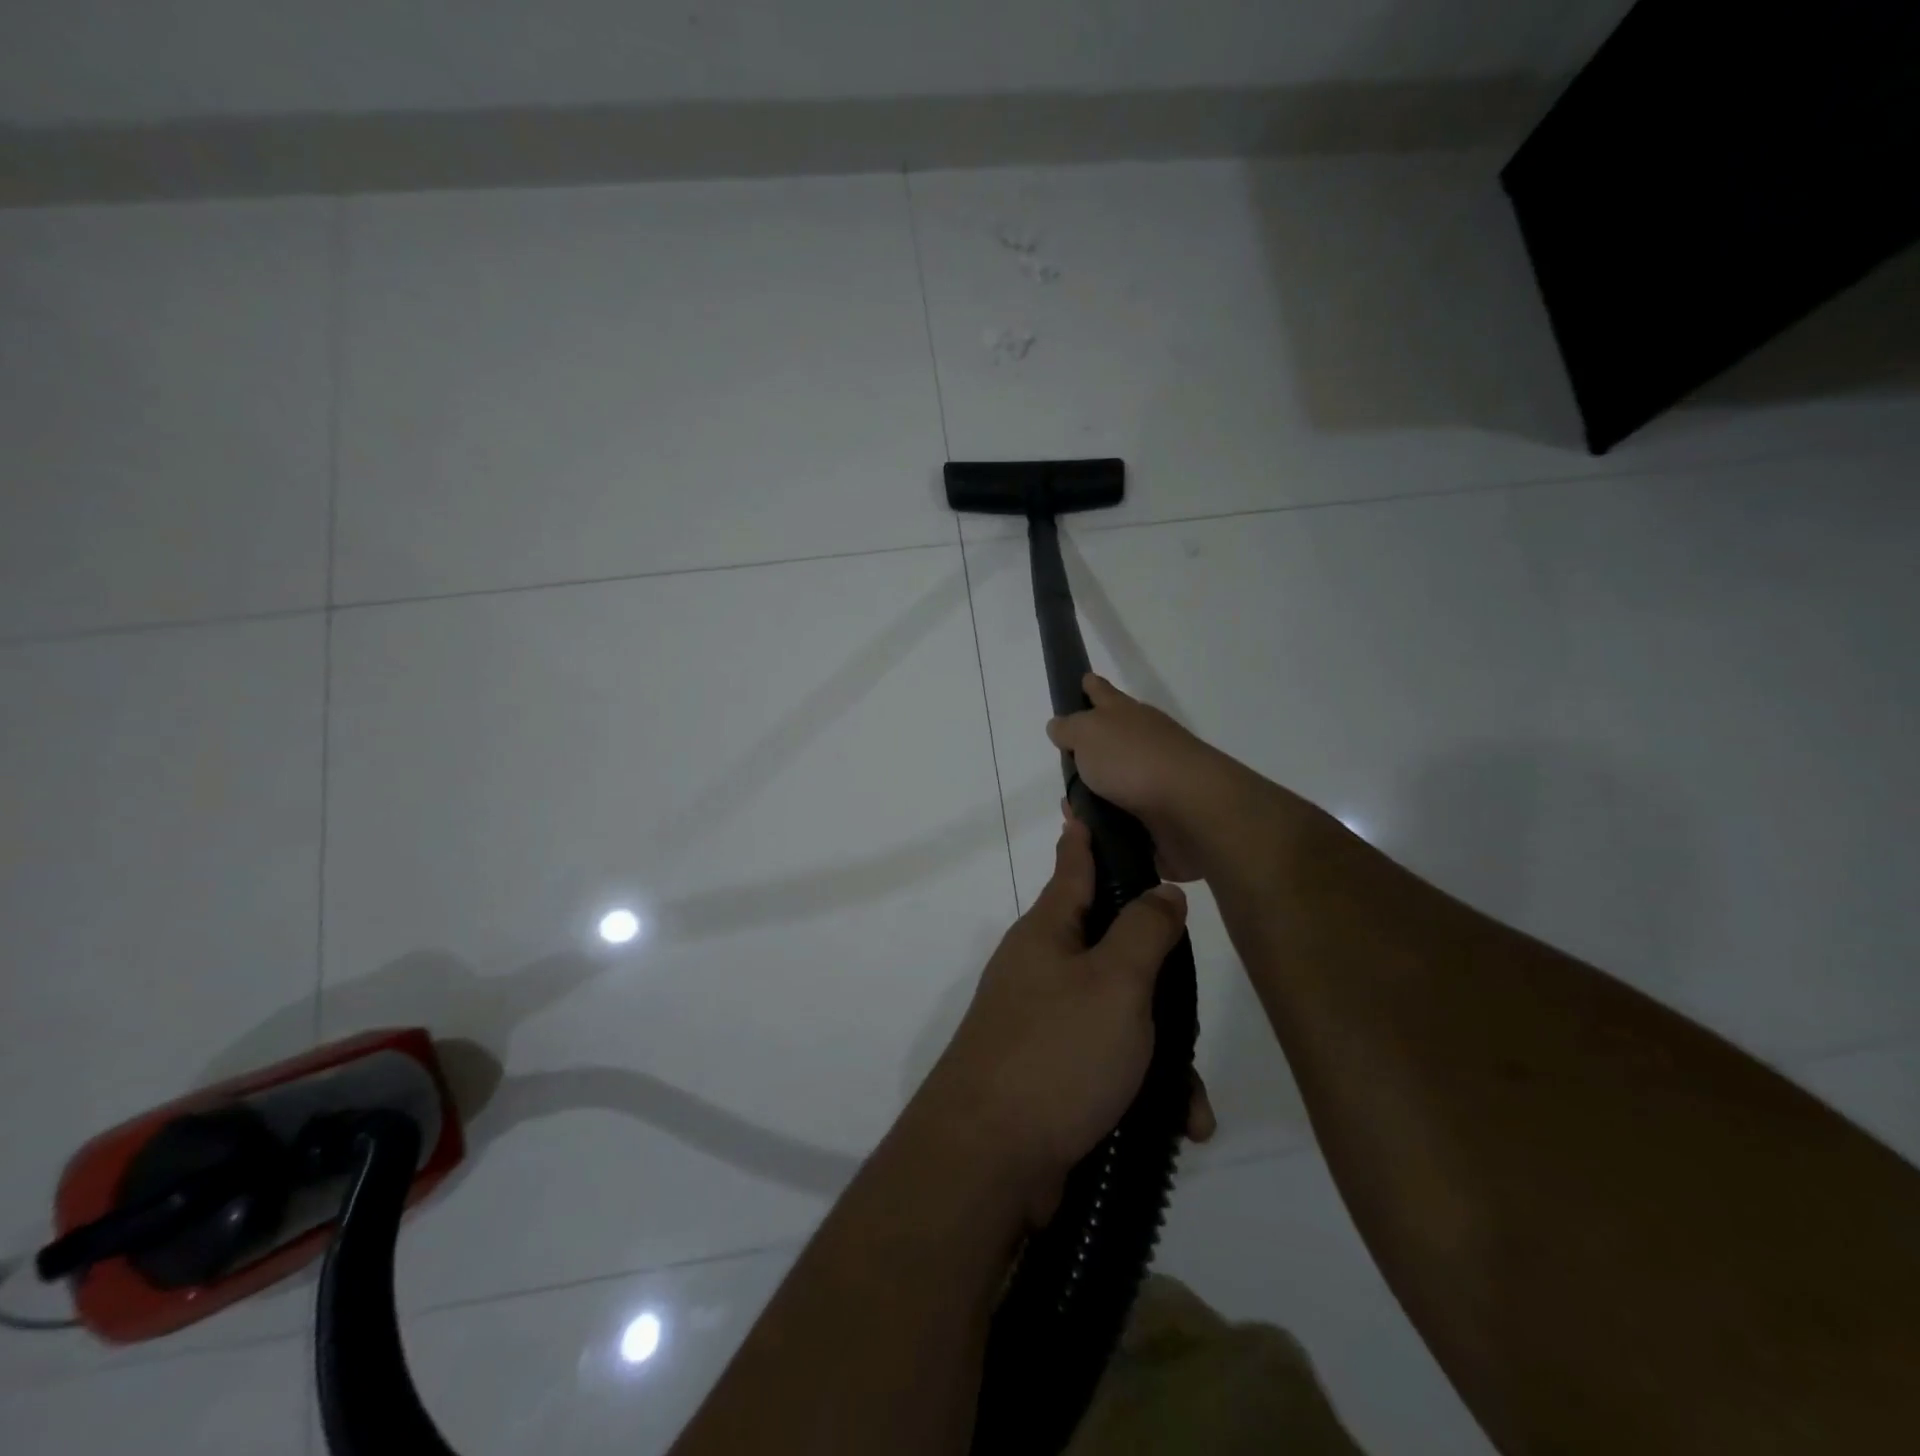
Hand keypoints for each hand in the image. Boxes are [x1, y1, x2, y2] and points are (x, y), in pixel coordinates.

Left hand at [913, 816, 1214, 1224]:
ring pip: (1118, 1014)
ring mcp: (1041, 1021)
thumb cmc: (1056, 1052)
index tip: (1085, 806)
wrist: (987, 1158)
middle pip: (1111, 948)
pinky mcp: (1049, 1072)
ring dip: (1160, 1053)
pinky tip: (1174, 1124)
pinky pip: (1107, 1063)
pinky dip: (1141, 1088)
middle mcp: (1041, 968)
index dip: (1085, 836)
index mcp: (1048, 932)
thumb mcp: (1115, 983)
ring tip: (1189, 1099)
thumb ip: (1143, 931)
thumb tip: (1161, 890)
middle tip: (1189, 1007)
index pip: (1074, 866)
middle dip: (1158, 980)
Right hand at [1046, 674, 1236, 881]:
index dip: (1092, 687)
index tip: (1084, 680)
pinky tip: (1090, 834)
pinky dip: (1107, 823)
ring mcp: (1156, 778)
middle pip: (1113, 739)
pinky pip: (1125, 818)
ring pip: (1117, 782)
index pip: (1103, 693)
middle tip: (1066, 762)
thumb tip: (1059, 726)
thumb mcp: (1088, 733)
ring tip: (1071, 810)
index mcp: (1126, 715)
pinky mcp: (1162, 815)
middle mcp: (1144, 741)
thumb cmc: (1133, 760)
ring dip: (1095, 794)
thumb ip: (1069, 728)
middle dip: (1090, 748)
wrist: (1190, 808)